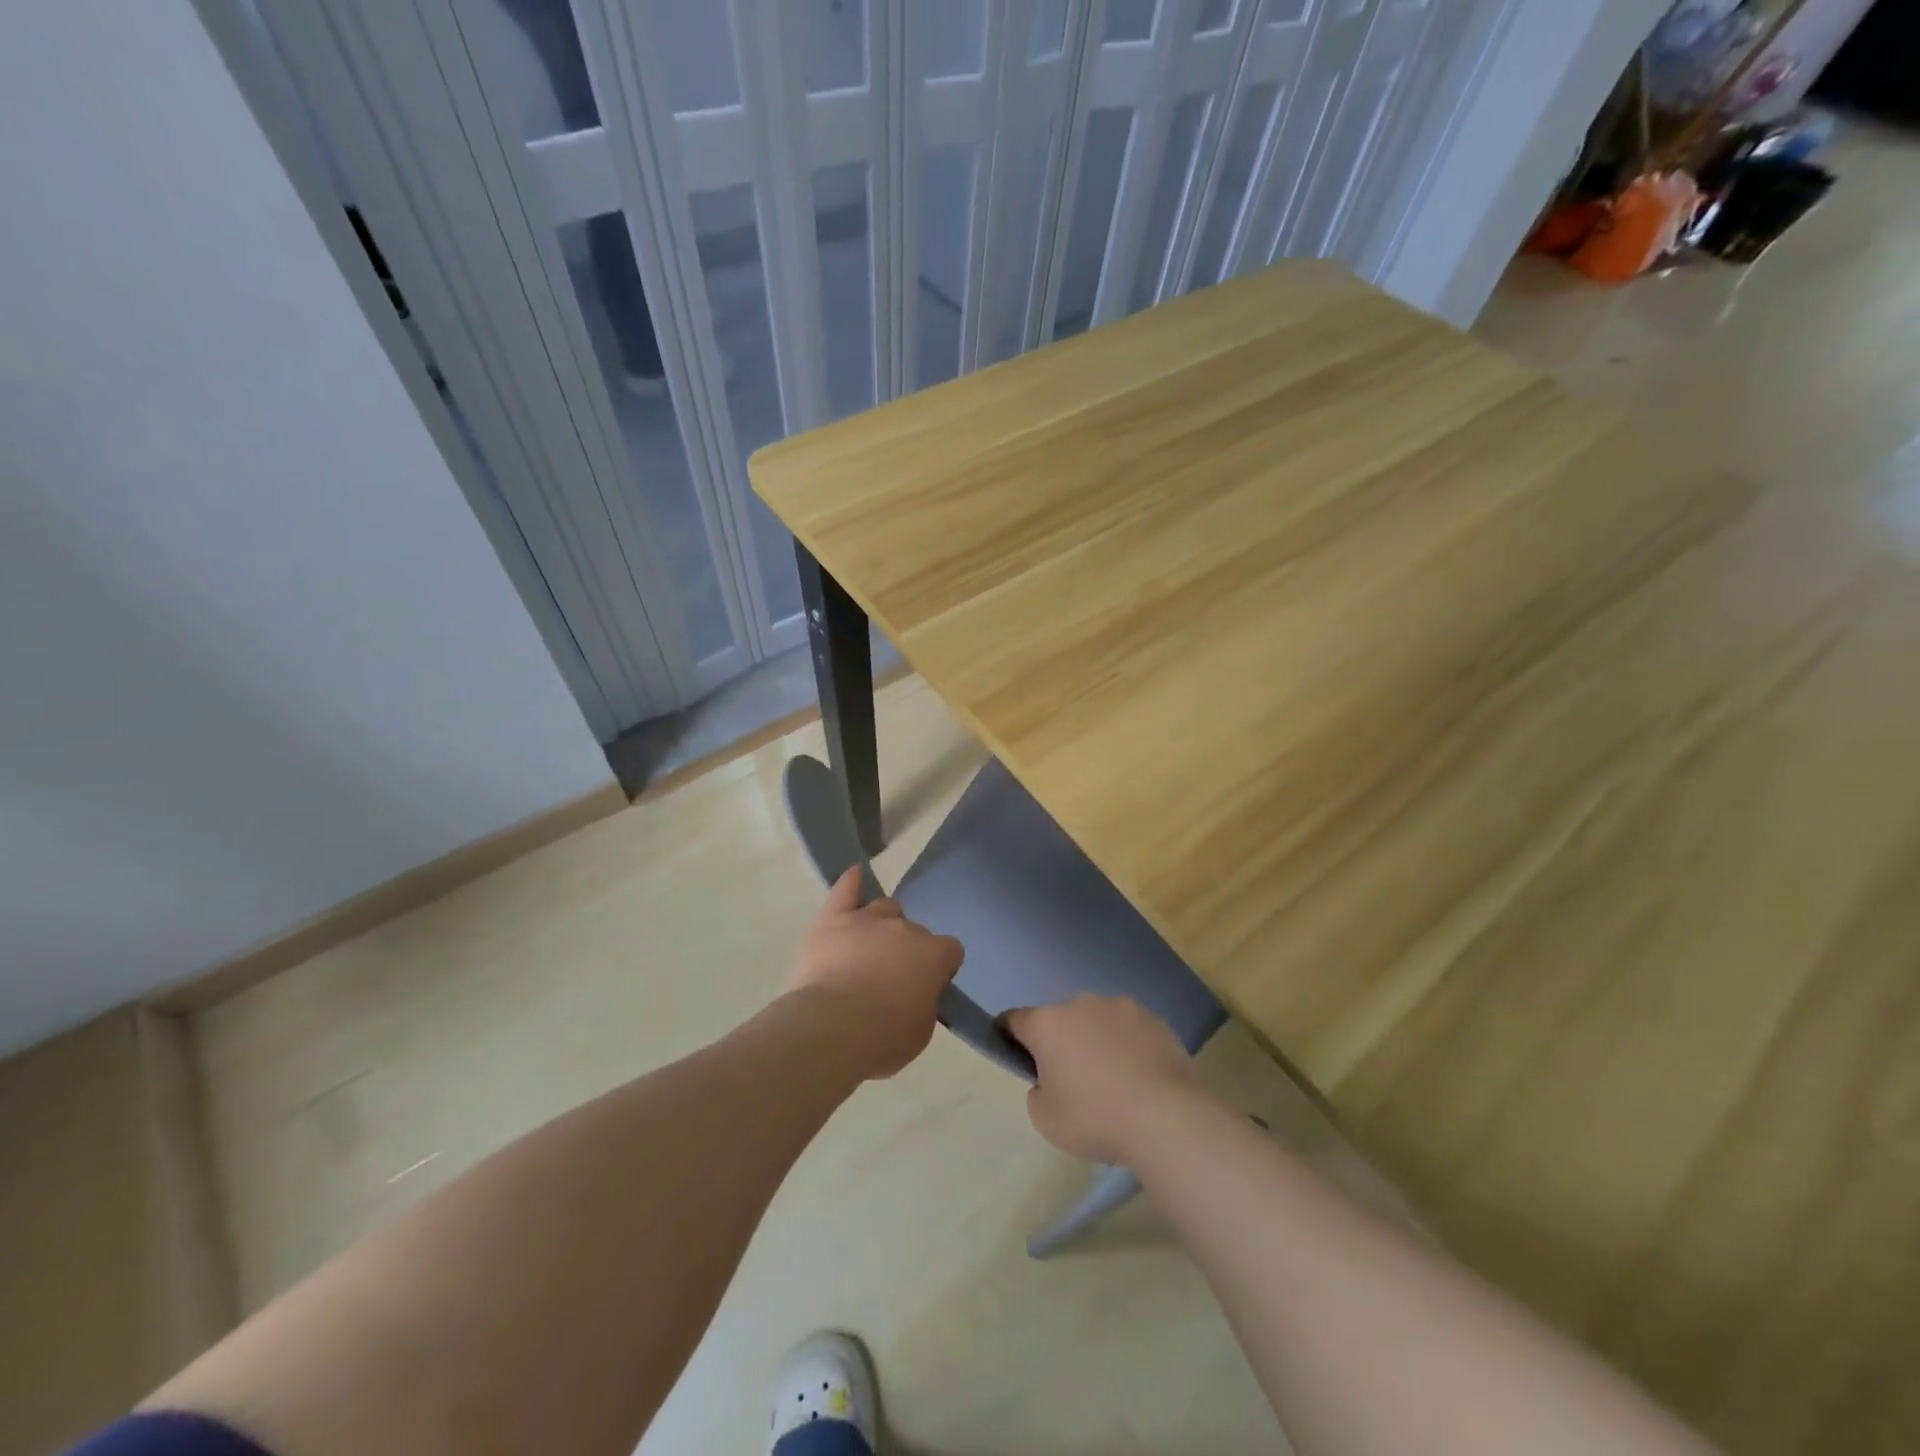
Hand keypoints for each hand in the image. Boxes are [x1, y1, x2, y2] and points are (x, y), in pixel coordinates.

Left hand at [789, 868, 963, 1079]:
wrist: (832, 1029)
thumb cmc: (882, 1038)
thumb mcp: (921, 1032)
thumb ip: (925, 1004)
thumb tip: (918, 994)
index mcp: (933, 955)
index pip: (950, 950)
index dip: (940, 967)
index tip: (928, 985)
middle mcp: (905, 928)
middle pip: (914, 930)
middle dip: (907, 950)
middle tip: (891, 977)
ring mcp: (868, 919)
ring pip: (885, 908)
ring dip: (882, 925)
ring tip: (869, 948)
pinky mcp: (833, 919)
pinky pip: (846, 890)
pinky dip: (852, 883)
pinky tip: (856, 876)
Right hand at [1005, 995, 1207, 1163]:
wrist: (1167, 1118)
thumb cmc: (1096, 1118)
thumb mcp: (1045, 1119)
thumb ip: (1037, 1091)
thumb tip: (1050, 1079)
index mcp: (1047, 1023)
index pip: (1014, 1020)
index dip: (1009, 1036)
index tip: (1016, 1056)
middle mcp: (1080, 1003)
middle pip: (1059, 1019)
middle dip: (1060, 1042)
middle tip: (1071, 1079)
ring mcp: (1120, 1007)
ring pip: (1096, 1021)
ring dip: (1096, 1040)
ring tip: (1113, 1079)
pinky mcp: (1153, 1018)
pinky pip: (1128, 1029)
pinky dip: (1127, 1046)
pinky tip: (1140, 1077)